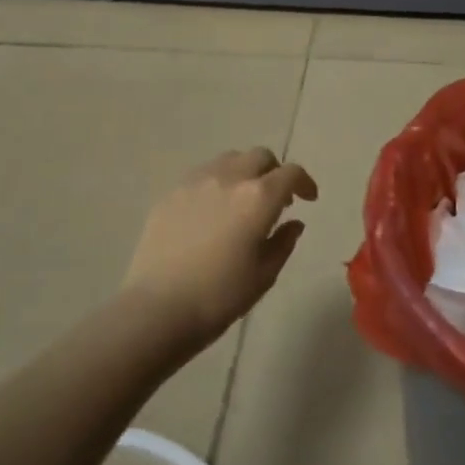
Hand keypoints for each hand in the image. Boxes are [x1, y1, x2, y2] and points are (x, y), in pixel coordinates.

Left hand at [121, 148, 318, 350]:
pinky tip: (212, 211)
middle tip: (276, 199)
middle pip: (260, 156)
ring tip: (242, 201)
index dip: (305, 183)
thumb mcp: (264, 275)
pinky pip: (202, 174)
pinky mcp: (171, 192)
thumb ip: (283, 242)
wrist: (157, 308)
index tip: (308, 199)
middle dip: (274, 172)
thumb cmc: (219, 296)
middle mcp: (229, 177)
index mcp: (258, 197)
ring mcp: (196, 181)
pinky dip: (217, 183)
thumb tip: (293, 223)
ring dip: (245, 172)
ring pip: (230, 159)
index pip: (291, 173)